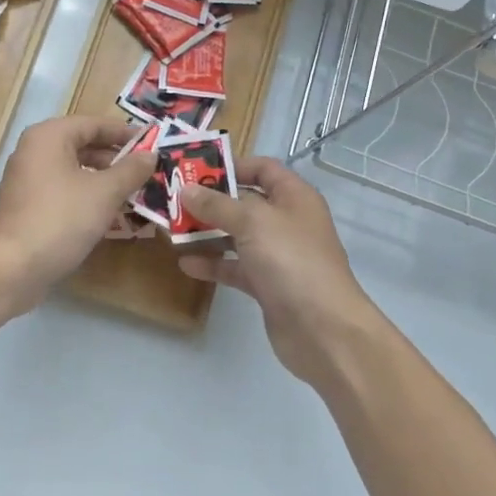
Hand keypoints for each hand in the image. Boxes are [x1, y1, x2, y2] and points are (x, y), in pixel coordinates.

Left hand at [0, 114, 154, 311]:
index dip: (125, 133)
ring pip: (72, 170)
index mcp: (49, 136)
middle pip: (82, 145)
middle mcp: (33, 151)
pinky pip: (61, 190)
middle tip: (145, 171)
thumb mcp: (105, 193)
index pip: (94, 123)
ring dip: (102, 179)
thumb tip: (150, 154)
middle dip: (115, 158)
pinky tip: (106, 214)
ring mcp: (25, 180)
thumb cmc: (61, 219)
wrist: (12, 268)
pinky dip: (84, 196)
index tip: (152, 144)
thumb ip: (130, 170)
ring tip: (131, 193)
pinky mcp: (25, 206)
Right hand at [177, 158, 388, 385]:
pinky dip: (214, 264)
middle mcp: (287, 221)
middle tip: (174, 199)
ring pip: (238, 236)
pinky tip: (186, 264)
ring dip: (208, 232)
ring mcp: (278, 255)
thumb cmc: (291, 260)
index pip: (263, 169)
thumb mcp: (252, 222)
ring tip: (172, 230)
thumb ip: (217, 204)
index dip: (232, 166)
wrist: (323, 329)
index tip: (196, 169)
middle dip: (211, 201)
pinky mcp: (268, 285)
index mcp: (294, 197)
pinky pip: (236, 267)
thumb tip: (186, 190)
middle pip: (246, 202)